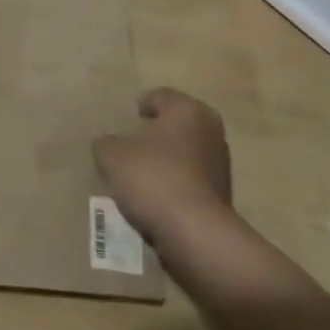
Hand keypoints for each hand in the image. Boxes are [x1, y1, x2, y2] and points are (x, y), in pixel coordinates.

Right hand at [93, 87, 232, 239]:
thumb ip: (106, 143)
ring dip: (168, 161)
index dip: (141, 106)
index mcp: (188, 109)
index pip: (160, 96)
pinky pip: (192, 180)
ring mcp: (221, 164)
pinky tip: (158, 199)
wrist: (195, 234)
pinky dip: (177, 184)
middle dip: (156, 134)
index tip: (129, 121)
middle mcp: (210, 130)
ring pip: (186, 153)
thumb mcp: (112, 156)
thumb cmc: (153, 178)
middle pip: (177, 124)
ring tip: (142, 177)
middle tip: (132, 147)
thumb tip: (109, 144)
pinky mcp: (224, 195)